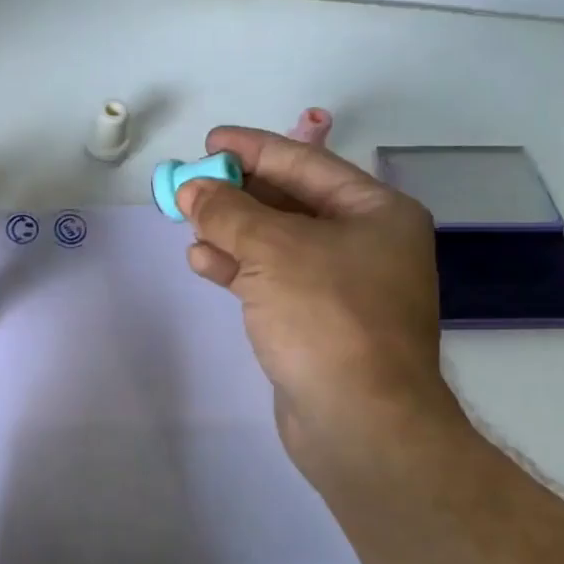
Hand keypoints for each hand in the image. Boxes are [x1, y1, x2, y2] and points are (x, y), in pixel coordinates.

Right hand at [177, 127, 467, 486]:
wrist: (360, 422)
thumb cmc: (327, 317)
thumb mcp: (273, 251)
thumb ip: (228, 212)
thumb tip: (192, 188)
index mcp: (375, 213)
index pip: (307, 164)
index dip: (254, 149)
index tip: (210, 141)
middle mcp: (364, 244)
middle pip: (291, 203)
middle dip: (238, 193)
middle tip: (191, 183)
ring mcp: (342, 286)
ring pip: (277, 244)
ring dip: (232, 232)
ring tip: (188, 221)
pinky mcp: (316, 322)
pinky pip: (272, 280)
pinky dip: (238, 269)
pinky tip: (202, 262)